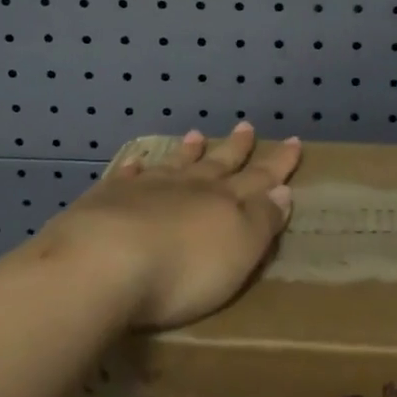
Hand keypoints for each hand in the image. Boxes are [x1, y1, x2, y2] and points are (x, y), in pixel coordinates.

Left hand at [34, 121, 300, 329]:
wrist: (103, 264)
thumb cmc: (182, 270)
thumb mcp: (239, 251)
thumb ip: (262, 220)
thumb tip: (282, 191)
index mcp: (225, 203)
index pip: (259, 179)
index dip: (278, 164)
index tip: (293, 142)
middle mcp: (188, 188)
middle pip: (218, 165)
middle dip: (236, 149)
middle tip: (247, 127)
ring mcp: (146, 190)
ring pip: (174, 165)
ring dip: (188, 152)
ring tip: (196, 135)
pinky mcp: (107, 200)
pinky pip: (126, 176)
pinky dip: (134, 168)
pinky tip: (136, 162)